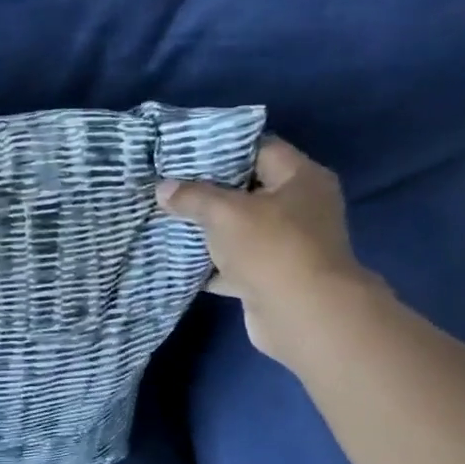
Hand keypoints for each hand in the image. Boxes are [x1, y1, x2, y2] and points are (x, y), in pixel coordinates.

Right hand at [157, 137, 376, 362]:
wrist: (302, 314)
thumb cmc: (271, 248)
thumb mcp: (225, 213)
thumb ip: (193, 197)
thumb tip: (162, 188)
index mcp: (301, 179)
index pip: (260, 149)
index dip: (223, 149)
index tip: (185, 152)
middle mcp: (300, 208)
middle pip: (248, 190)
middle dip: (209, 191)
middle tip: (169, 185)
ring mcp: (287, 245)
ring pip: (239, 229)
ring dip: (207, 230)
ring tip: (168, 219)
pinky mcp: (271, 277)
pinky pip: (234, 263)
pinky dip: (210, 264)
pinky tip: (178, 259)